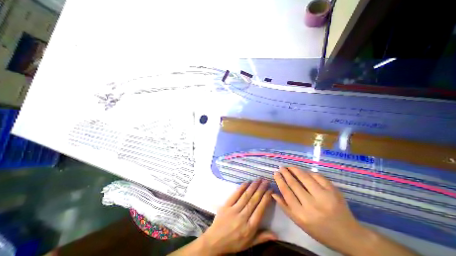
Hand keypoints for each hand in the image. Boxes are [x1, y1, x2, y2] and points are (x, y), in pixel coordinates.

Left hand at [201, 179, 275, 254]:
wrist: (215, 241)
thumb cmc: (234, 242)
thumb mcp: (249, 243)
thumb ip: (262, 237)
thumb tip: (277, 235)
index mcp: (250, 227)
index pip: (260, 209)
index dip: (266, 198)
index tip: (270, 190)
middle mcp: (243, 217)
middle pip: (254, 200)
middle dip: (261, 189)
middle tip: (266, 181)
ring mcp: (234, 210)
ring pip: (246, 196)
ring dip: (253, 186)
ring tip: (259, 179)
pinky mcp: (226, 205)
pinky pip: (235, 195)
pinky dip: (241, 187)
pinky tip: (247, 182)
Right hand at [272, 166, 367, 253]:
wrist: (349, 236)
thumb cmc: (320, 230)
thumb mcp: (300, 222)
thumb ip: (285, 207)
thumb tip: (274, 193)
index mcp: (302, 215)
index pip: (286, 192)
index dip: (280, 180)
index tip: (276, 173)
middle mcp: (312, 205)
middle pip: (294, 183)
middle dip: (286, 173)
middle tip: (281, 167)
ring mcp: (324, 197)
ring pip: (305, 178)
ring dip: (295, 170)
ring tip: (290, 167)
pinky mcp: (334, 191)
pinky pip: (317, 176)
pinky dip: (309, 172)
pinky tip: (304, 171)